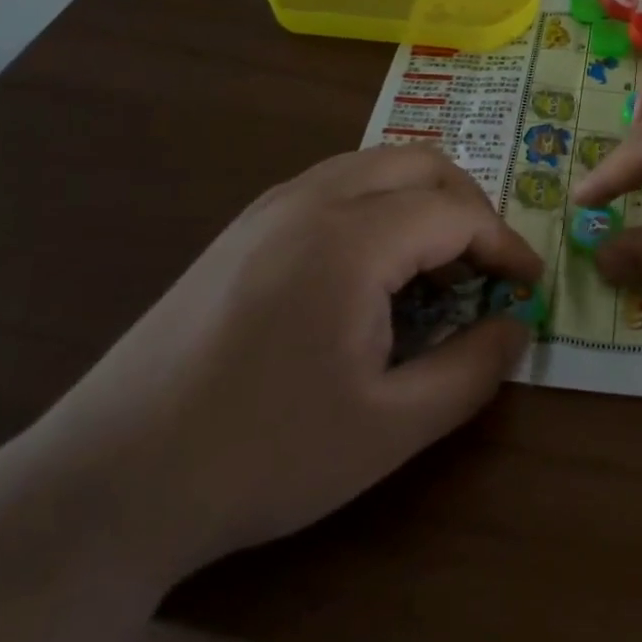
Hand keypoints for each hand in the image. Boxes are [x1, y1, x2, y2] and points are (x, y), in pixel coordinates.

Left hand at [17, 147, 540, 579]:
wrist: (111, 478)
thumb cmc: (263, 455)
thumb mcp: (390, 428)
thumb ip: (470, 371)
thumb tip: (516, 328)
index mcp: (350, 239)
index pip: (455, 213)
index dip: (506, 245)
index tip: (530, 284)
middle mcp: (311, 199)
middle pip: (419, 163)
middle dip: (469, 207)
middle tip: (488, 267)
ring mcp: (269, 207)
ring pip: (373, 166)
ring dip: (422, 201)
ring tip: (438, 268)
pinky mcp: (243, 228)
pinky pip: (334, 186)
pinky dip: (378, 207)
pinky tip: (373, 272)